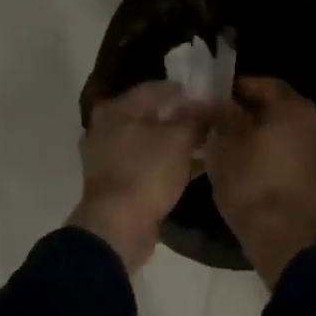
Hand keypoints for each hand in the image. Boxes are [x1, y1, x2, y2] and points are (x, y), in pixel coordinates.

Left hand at [69, 81, 208, 269]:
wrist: (118, 226)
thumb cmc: (147, 172)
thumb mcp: (180, 140)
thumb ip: (197, 118)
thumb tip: (210, 104)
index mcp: (117, 109)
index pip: (156, 88)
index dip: (186, 92)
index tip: (210, 99)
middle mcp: (106, 127)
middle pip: (150, 114)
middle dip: (180, 118)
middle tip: (208, 122)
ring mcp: (106, 156)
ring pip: (148, 140)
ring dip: (174, 142)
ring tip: (204, 145)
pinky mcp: (114, 181)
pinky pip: (144, 162)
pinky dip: (165, 162)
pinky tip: (191, 167)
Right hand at [206, 77, 315, 285]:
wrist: (283, 236)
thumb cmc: (251, 183)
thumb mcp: (226, 145)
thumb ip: (223, 115)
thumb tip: (217, 100)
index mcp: (293, 107)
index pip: (263, 83)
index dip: (236, 89)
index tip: (213, 99)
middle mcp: (313, 121)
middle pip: (275, 106)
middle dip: (247, 111)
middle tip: (218, 122)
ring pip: (282, 129)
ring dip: (258, 132)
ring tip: (229, 145)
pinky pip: (288, 150)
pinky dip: (270, 151)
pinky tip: (248, 164)